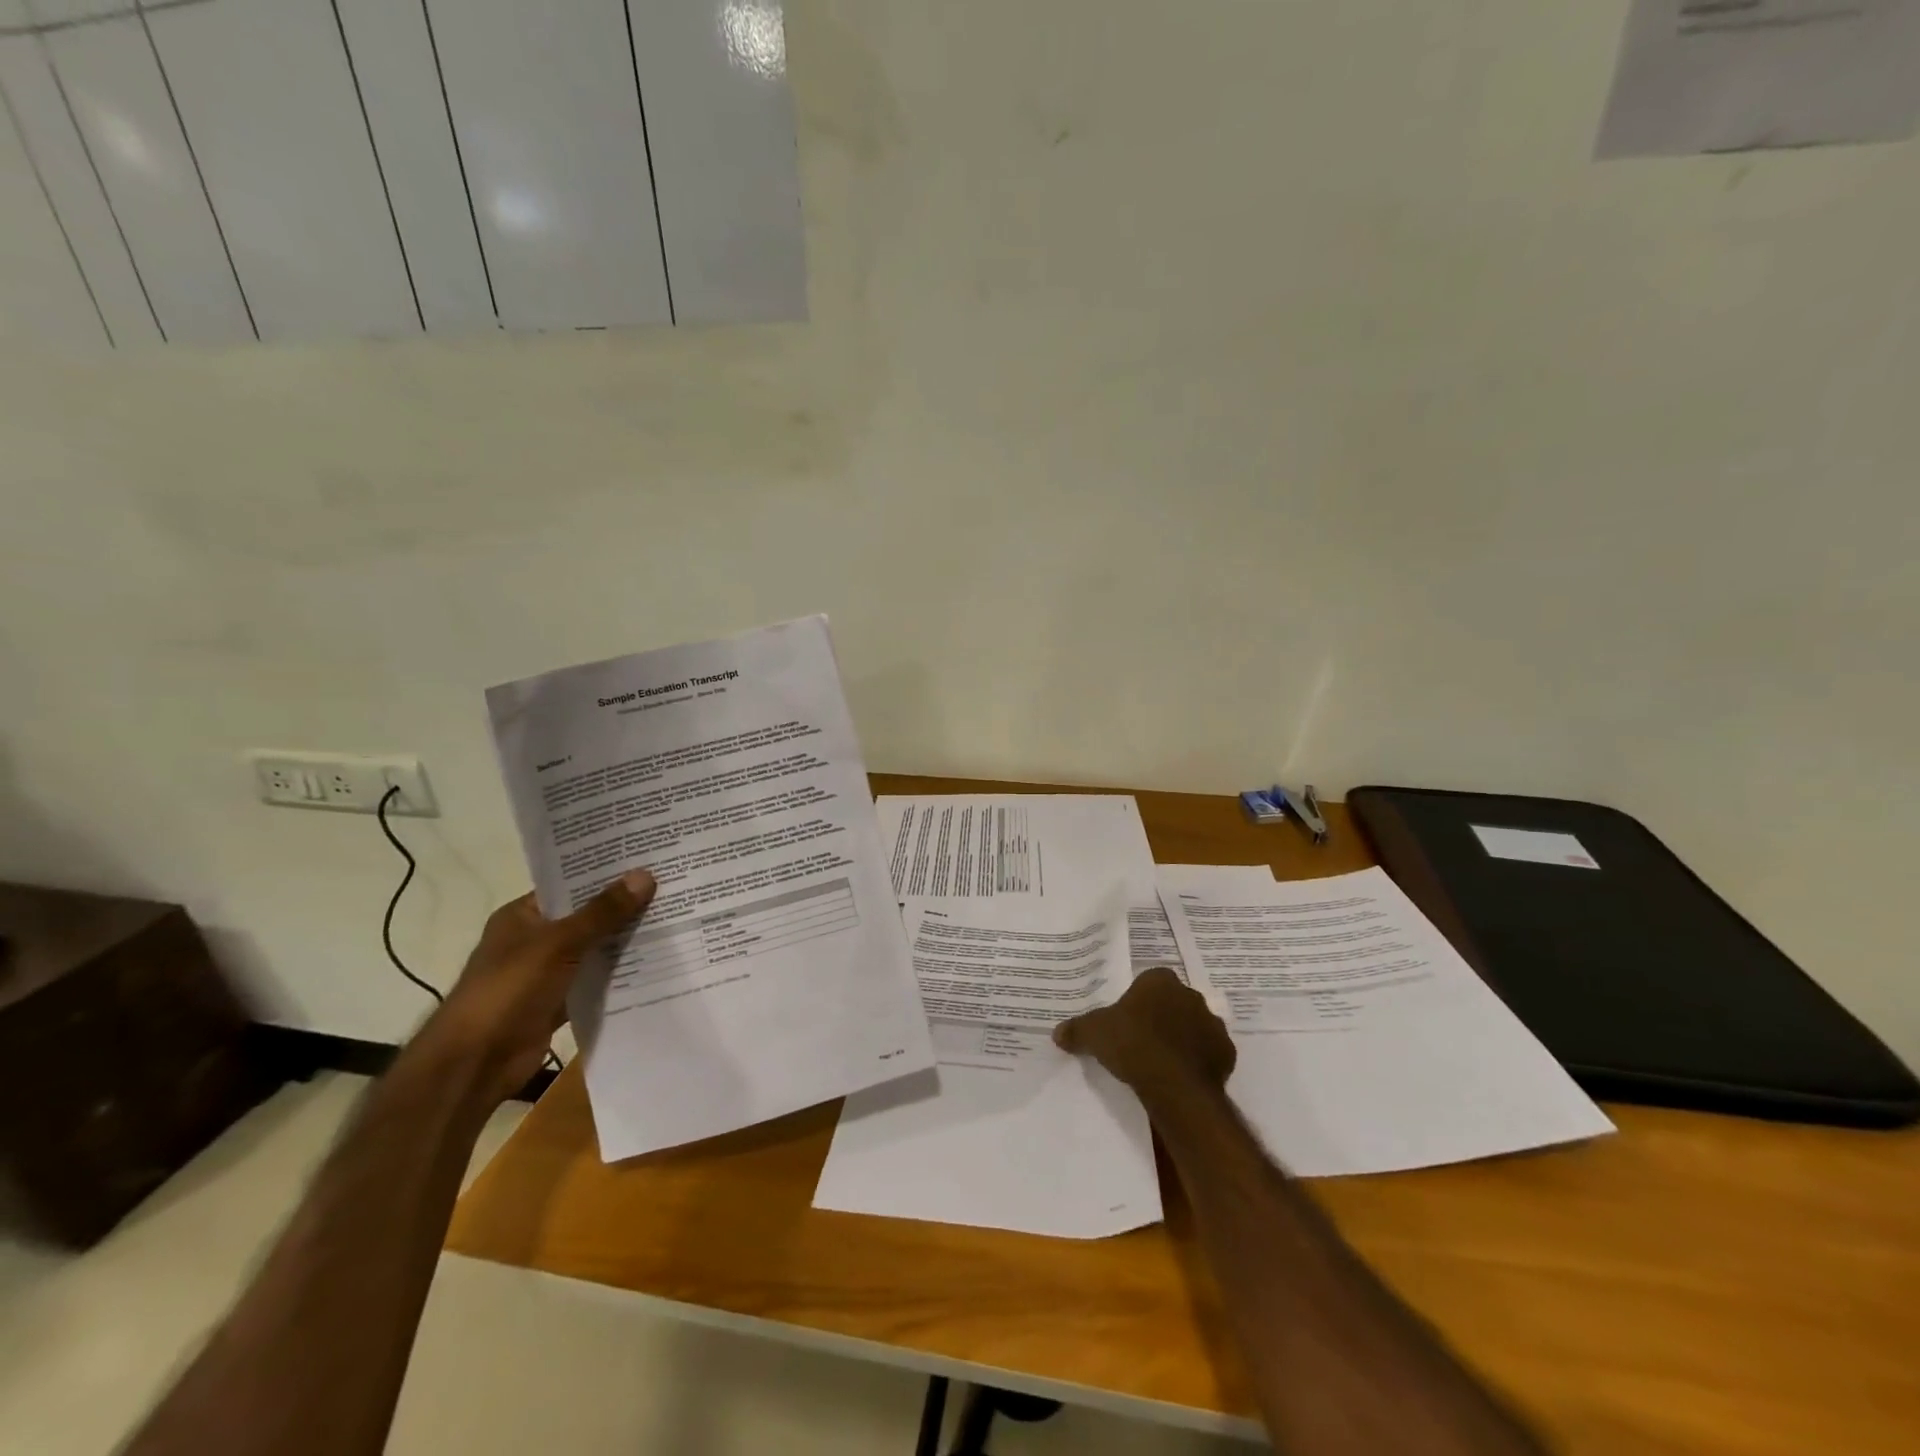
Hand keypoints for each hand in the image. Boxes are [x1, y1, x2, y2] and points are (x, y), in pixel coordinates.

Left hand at [426, 869, 655, 1100]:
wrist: (476, 1063)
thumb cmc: (509, 990)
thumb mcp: (560, 943)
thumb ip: (603, 912)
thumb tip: (645, 874)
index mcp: (523, 916)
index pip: (569, 885)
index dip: (605, 874)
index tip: (647, 861)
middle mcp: (534, 940)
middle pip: (586, 917)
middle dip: (624, 907)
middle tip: (671, 888)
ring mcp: (546, 973)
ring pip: (594, 950)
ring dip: (625, 942)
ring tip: (673, 921)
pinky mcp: (558, 1002)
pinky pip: (595, 982)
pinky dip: (619, 976)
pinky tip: (656, 964)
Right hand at [1054, 966, 1236, 1096]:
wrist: (1175, 1085)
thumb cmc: (1132, 1044)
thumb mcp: (1094, 1034)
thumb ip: (1077, 1029)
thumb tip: (1057, 1033)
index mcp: (1160, 981)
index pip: (1149, 981)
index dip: (1138, 999)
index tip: (1127, 1018)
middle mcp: (1190, 995)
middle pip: (1173, 1002)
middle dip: (1161, 1016)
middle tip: (1141, 1040)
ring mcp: (1212, 1023)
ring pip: (1193, 1026)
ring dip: (1182, 1038)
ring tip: (1161, 1062)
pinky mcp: (1226, 1053)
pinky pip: (1209, 1053)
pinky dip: (1198, 1061)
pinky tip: (1180, 1076)